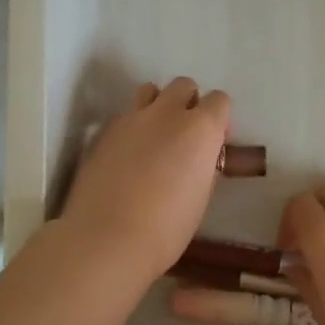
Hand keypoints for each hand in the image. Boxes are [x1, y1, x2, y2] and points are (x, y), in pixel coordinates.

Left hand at [59, 77, 230, 286]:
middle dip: (188, 103)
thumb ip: (205, 166)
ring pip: (150, 91)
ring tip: (154, 137)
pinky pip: (125, 115)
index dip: (219, 119)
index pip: (219, 100)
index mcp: (200, 128)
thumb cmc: (166, 228)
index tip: (213, 143)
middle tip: (184, 136)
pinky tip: (127, 156)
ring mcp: (132, 118)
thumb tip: (201, 156)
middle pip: (184, 85)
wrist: (107, 239)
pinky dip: (132, 127)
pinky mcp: (104, 131)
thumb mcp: (201, 197)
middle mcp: (167, 113)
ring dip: (158, 105)